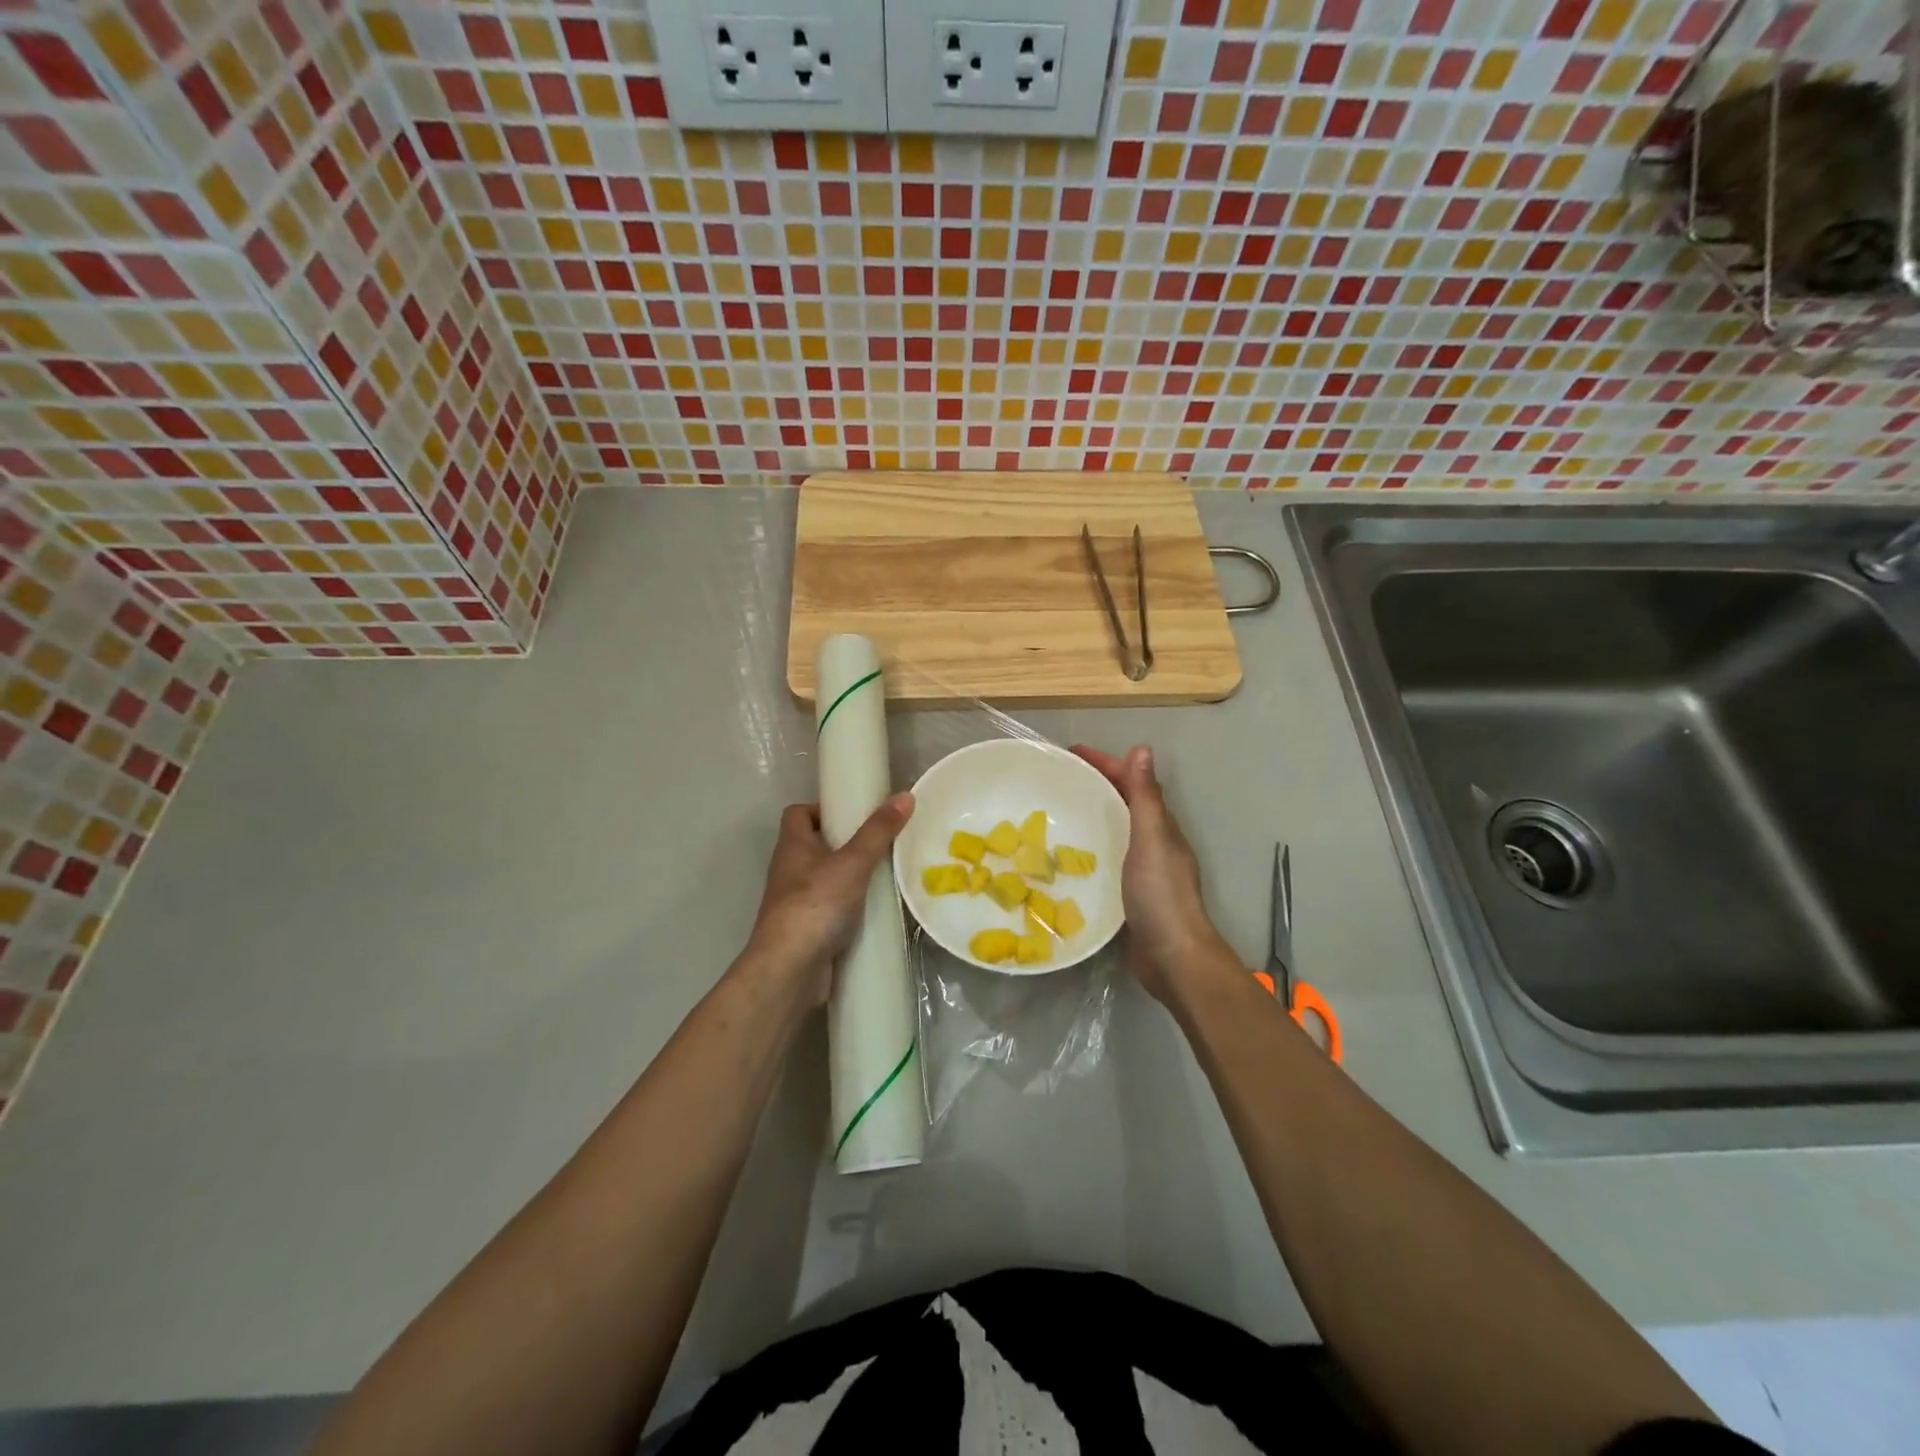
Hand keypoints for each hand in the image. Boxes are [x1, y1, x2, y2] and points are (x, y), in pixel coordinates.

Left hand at [742, 794, 914, 1004]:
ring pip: (824, 880)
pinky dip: (850, 909)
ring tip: (884, 876)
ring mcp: (795, 904)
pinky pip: (830, 910)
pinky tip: (875, 911)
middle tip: (879, 844)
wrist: (790, 970)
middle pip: (815, 846)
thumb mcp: (852, 862)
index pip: (798, 814)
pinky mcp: (806, 932)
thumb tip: (905, 795)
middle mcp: (788, 871)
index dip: (822, 809)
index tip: (853, 814)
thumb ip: (878, 831)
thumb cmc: (816, 905)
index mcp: (792, 846)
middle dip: (845, 844)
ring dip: (850, 878)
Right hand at [1071, 745, 1237, 1004]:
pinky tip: (1060, 857)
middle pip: (1119, 803)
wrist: (1171, 956)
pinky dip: (1084, 850)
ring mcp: (1139, 869)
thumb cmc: (1160, 894)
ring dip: (1087, 817)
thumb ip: (1145, 797)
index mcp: (1159, 825)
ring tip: (1049, 813)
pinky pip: (1102, 860)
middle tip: (1052, 780)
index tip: (1069, 754)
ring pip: (1111, 831)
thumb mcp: (1151, 839)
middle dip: (1091, 786)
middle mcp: (1151, 842)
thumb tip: (1142, 748)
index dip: (1104, 763)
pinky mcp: (1125, 893)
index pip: (1130, 782)